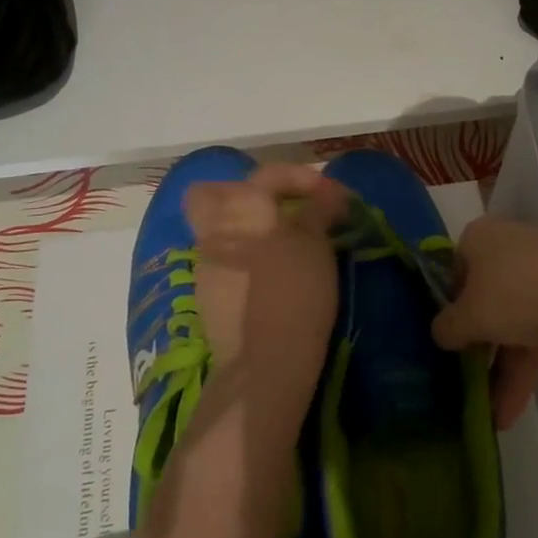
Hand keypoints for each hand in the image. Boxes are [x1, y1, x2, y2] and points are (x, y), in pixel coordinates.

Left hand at [183, 163, 348, 407]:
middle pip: (212, 194)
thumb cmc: (296, 293)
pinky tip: (266, 276)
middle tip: (278, 207)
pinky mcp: (206, 296)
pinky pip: (220, 261)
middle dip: (242, 193)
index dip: (302, 178)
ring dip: (244, 228)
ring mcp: (205, 264)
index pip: (268, 174)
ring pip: (215, 229)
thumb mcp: (317, 247)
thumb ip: (319, 212)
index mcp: (243, 208)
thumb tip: (327, 194)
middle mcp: (215, 229)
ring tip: (280, 246)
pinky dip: (241, 257)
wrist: (262, 363)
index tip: (331, 196)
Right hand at [432, 218, 537, 431]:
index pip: (457, 268)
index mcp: (480, 237)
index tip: (452, 336)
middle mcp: (512, 244)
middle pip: (490, 297)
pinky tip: (515, 409)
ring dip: (506, 367)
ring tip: (496, 416)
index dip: (452, 304)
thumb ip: (447, 327)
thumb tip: (442, 333)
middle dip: (483, 347)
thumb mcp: (467, 317)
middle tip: (473, 380)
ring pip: (518, 318)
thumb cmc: (510, 293)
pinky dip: (529, 365)